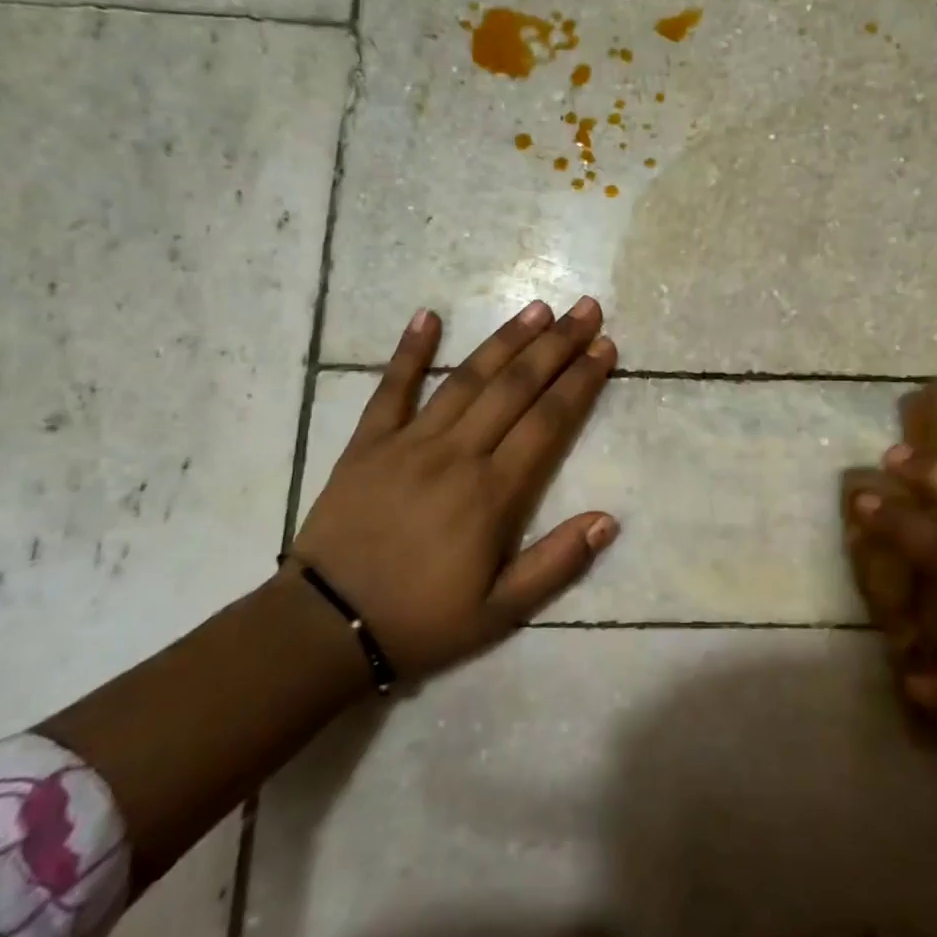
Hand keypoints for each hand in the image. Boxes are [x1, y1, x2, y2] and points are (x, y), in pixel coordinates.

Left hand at [290, 299, 618, 676]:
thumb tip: (609, 520)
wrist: (327, 628)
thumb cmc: (422, 620)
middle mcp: (457, 454)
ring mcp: (409, 442)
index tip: (605, 347)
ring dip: (505, 340)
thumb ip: (556, 563)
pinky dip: (409, 350)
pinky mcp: (368, 442)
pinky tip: (427, 316)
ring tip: (537, 308)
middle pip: (515, 387)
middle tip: (586, 309)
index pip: (548, 421)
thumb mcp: (500, 611)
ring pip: (467, 378)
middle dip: (556, 345)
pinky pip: (391, 388)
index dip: (580, 381)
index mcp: (492, 493)